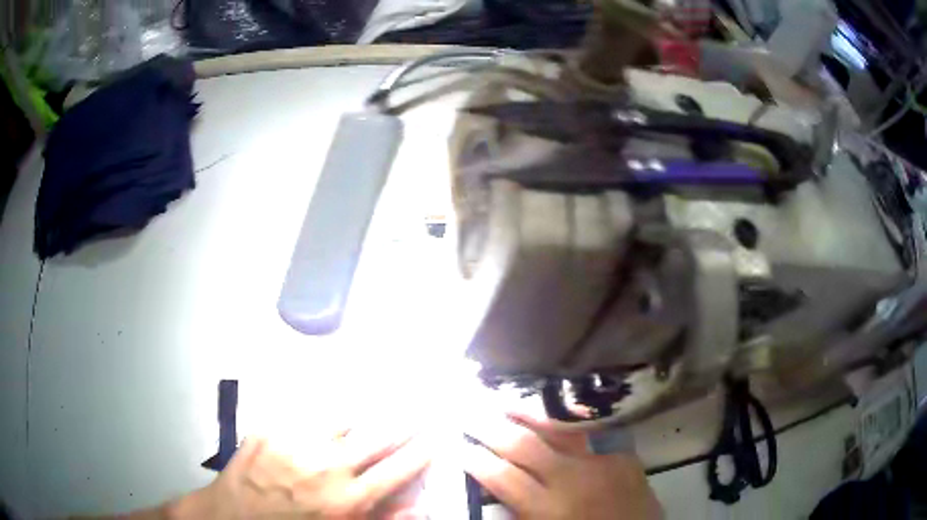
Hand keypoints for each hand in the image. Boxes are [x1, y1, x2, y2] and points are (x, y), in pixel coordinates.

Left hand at [172, 429, 430, 518]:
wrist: (234, 516)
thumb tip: (422, 507)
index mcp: (347, 499)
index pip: (397, 469)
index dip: (421, 451)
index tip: (437, 435)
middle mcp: (326, 467)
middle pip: (377, 436)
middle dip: (403, 421)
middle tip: (419, 406)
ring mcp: (296, 443)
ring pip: (342, 417)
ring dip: (364, 411)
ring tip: (379, 401)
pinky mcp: (270, 429)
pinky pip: (304, 410)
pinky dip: (323, 408)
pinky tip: (330, 407)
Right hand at [462, 410, 661, 518]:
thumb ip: (520, 512)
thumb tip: (494, 485)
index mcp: (549, 510)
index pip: (501, 476)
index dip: (473, 457)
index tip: (454, 442)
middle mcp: (573, 479)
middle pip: (523, 444)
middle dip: (489, 425)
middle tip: (465, 408)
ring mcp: (601, 461)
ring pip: (556, 428)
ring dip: (525, 412)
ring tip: (500, 398)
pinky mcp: (622, 453)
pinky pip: (588, 431)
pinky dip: (564, 421)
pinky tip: (551, 411)